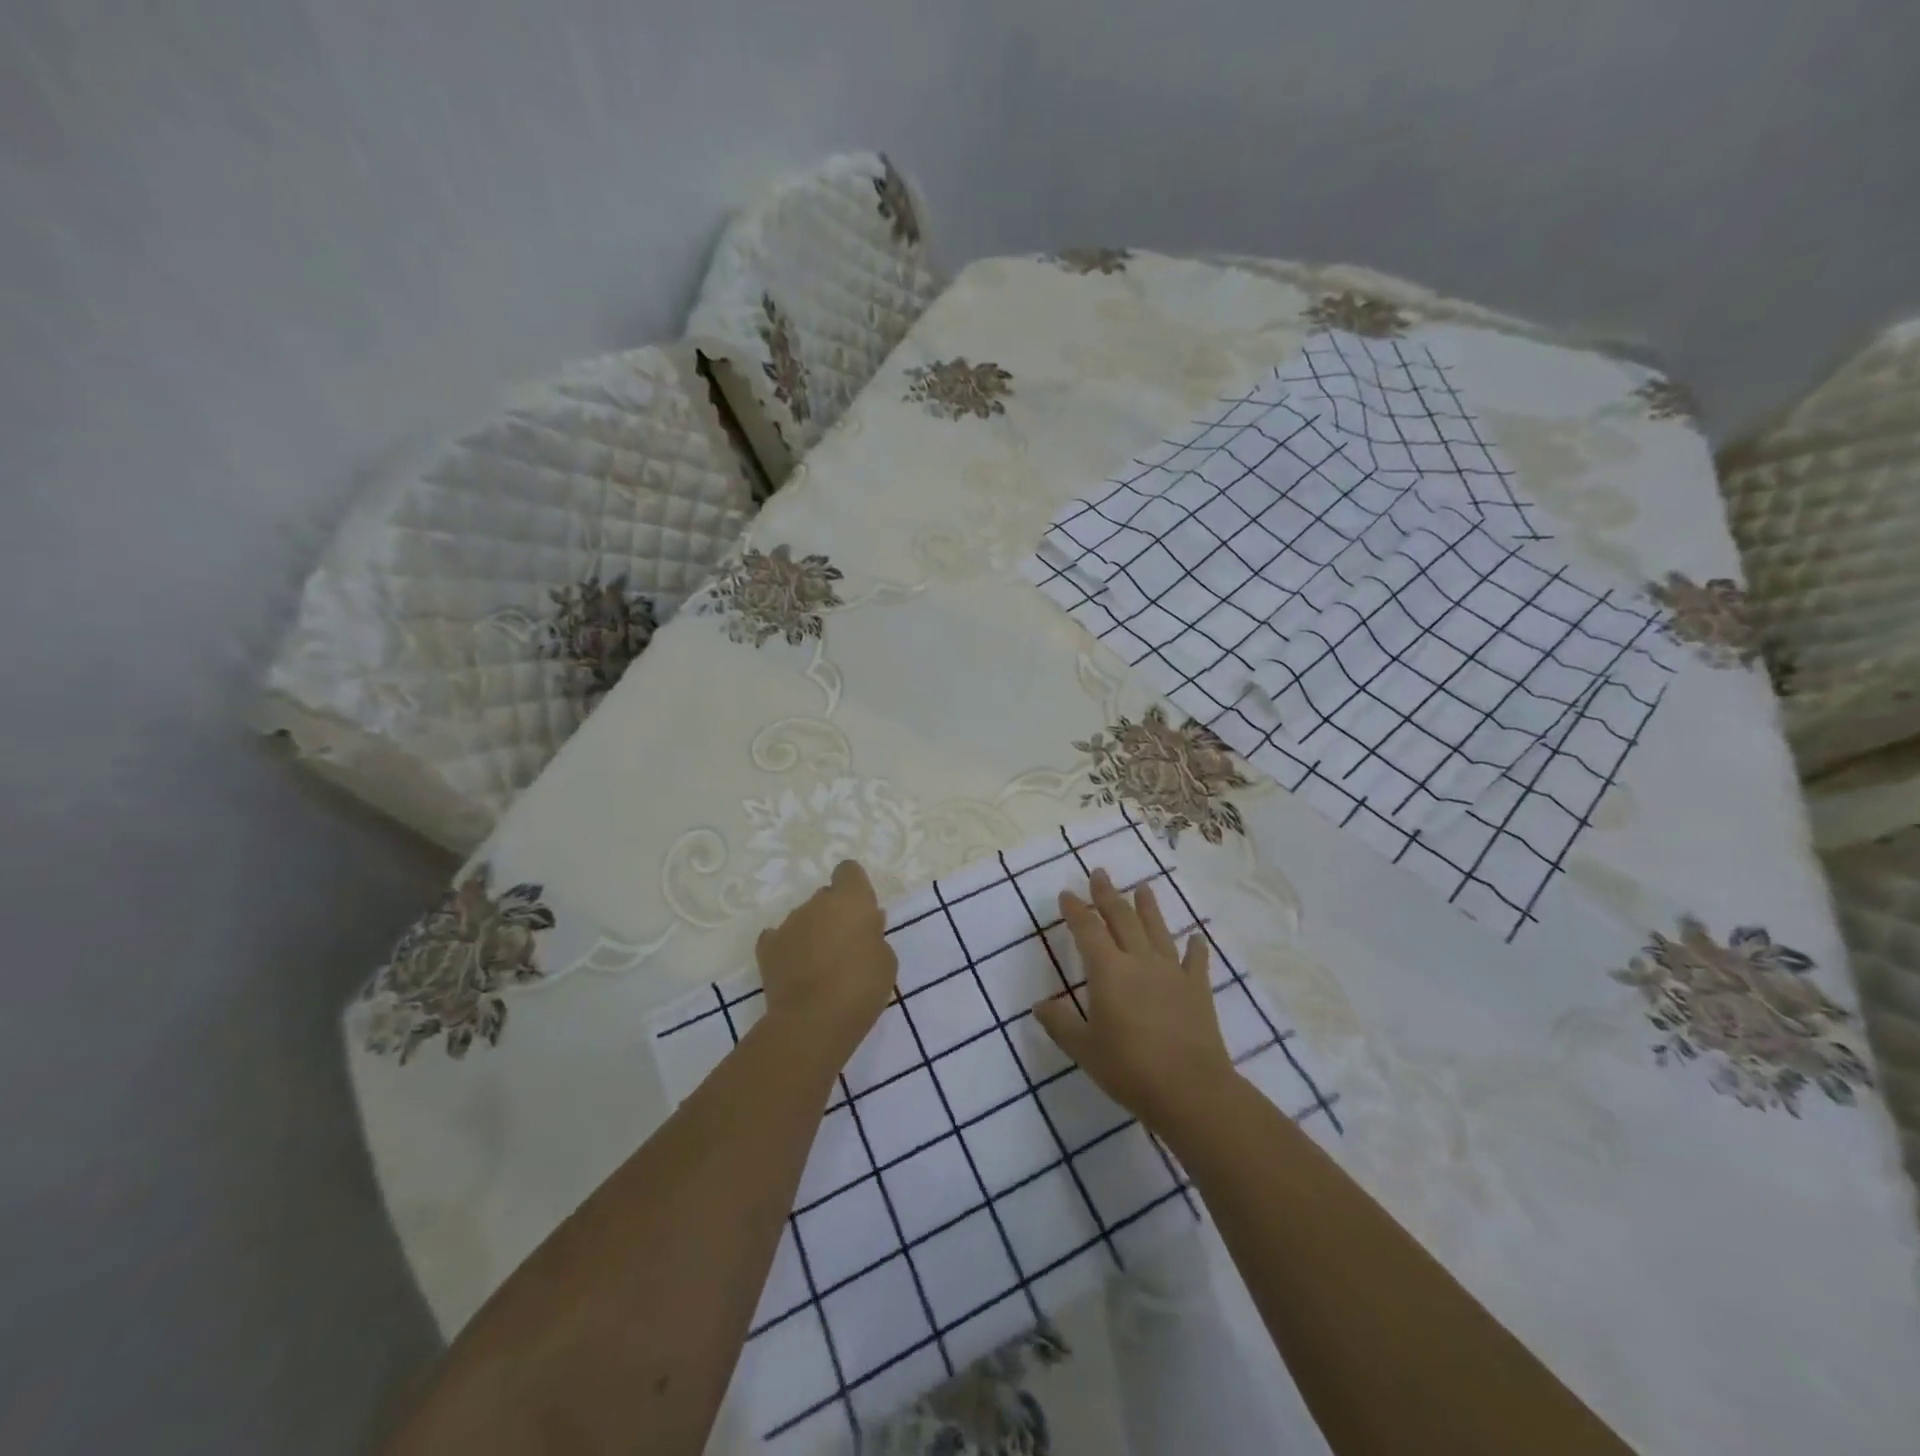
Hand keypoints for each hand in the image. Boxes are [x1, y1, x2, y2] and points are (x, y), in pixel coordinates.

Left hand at [756, 861, 897, 1061]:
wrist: (813, 1021)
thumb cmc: (861, 987)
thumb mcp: (886, 961)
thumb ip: (875, 935)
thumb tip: (866, 924)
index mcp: (851, 899)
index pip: (849, 870)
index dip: (855, 887)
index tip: (861, 911)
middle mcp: (817, 903)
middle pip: (826, 897)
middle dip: (834, 914)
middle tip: (845, 946)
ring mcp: (788, 923)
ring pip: (803, 918)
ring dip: (812, 933)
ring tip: (819, 967)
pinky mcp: (767, 947)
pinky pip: (779, 939)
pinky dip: (787, 949)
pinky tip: (795, 970)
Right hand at [1035, 869, 1237, 1135]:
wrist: (1190, 1089)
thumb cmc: (1129, 1068)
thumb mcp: (1084, 1049)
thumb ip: (1060, 1024)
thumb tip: (1039, 1006)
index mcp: (1108, 970)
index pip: (1088, 929)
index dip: (1076, 910)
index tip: (1066, 893)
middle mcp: (1140, 961)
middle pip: (1122, 918)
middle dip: (1108, 894)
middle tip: (1100, 872)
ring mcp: (1172, 972)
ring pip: (1157, 930)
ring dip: (1149, 907)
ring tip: (1143, 887)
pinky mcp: (1198, 990)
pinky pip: (1196, 962)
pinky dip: (1196, 948)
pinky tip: (1196, 938)